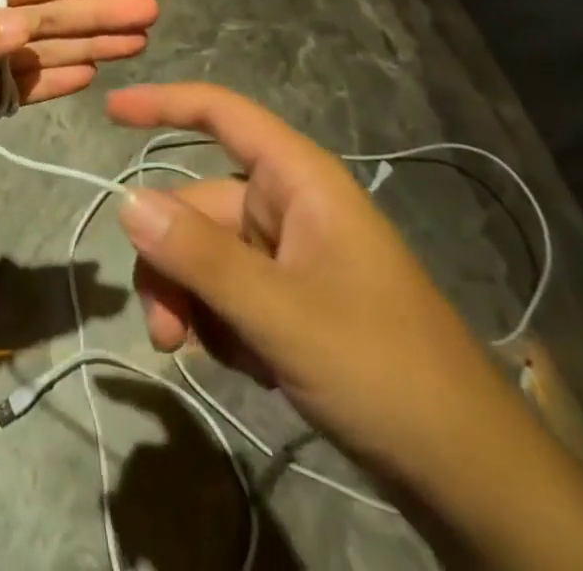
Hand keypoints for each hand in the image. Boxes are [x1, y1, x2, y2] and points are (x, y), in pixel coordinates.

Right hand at [107, 83, 498, 480]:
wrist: (473, 479)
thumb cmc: (385, 372)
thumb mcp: (281, 316)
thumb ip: (200, 257)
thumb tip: (125, 201)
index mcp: (298, 180)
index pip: (220, 113)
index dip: (163, 103)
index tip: (109, 111)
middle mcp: (290, 205)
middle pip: (198, 205)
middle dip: (172, 264)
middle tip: (165, 334)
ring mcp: (293, 254)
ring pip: (207, 254)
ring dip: (194, 303)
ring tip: (211, 358)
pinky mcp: (295, 298)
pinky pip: (230, 290)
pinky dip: (223, 325)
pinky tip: (254, 368)